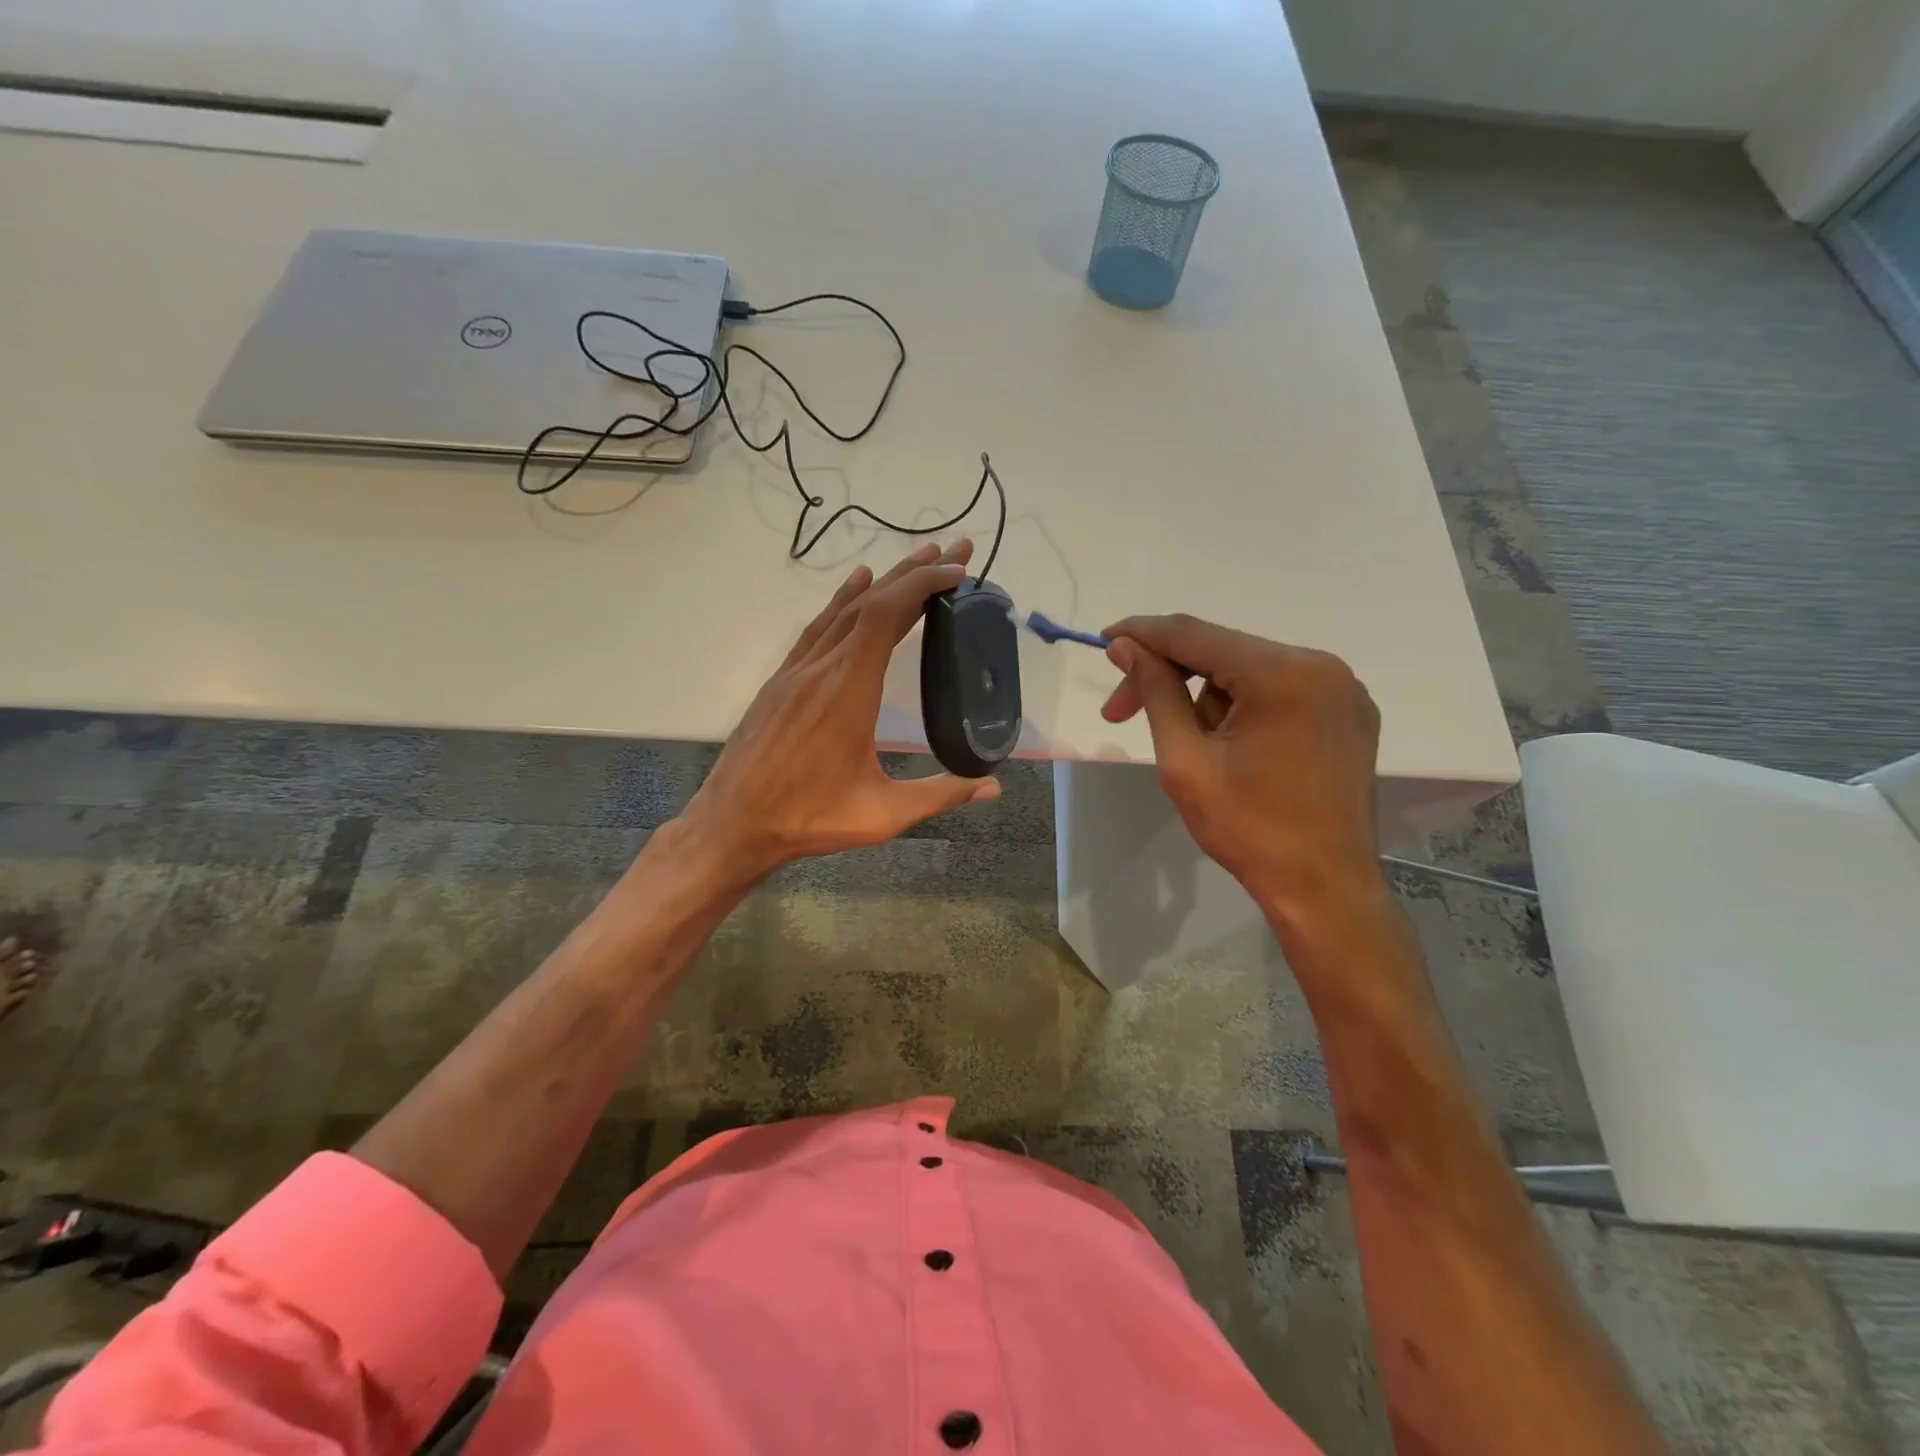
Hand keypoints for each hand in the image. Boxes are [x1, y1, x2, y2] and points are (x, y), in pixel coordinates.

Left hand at [678, 541, 1000, 883]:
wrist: (731, 825)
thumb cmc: (808, 820)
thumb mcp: (882, 815)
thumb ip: (941, 795)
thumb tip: (993, 788)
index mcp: (849, 691)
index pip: (885, 615)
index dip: (922, 584)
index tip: (957, 571)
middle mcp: (821, 668)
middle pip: (869, 602)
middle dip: (914, 572)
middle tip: (953, 551)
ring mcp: (796, 671)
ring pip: (842, 610)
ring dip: (882, 581)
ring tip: (916, 560)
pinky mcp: (780, 681)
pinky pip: (817, 628)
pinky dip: (843, 601)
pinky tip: (855, 587)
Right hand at [1101, 614, 1384, 929]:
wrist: (1324, 889)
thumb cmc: (1249, 829)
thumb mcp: (1186, 760)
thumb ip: (1156, 693)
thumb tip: (1126, 646)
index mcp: (1282, 674)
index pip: (1195, 634)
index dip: (1143, 634)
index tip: (1104, 640)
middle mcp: (1320, 666)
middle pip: (1223, 651)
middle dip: (1170, 677)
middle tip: (1120, 713)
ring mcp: (1341, 689)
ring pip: (1248, 672)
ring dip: (1208, 700)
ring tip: (1197, 752)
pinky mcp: (1348, 712)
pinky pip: (1279, 690)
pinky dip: (1243, 706)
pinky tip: (1231, 745)